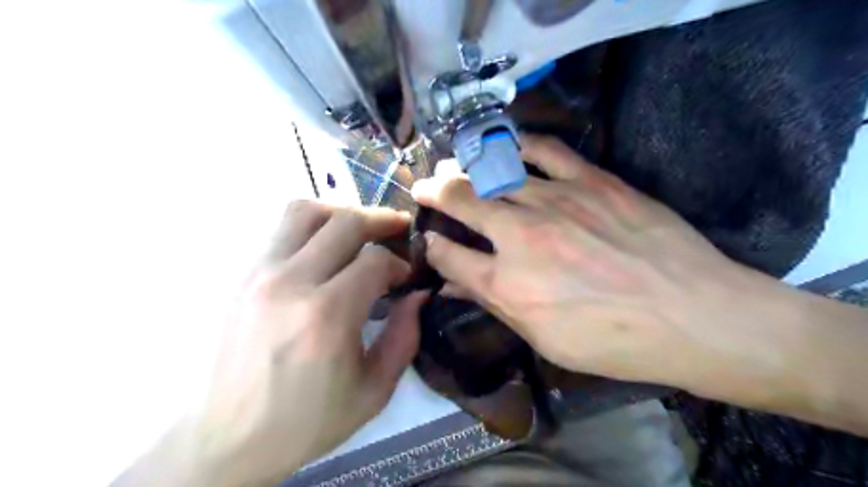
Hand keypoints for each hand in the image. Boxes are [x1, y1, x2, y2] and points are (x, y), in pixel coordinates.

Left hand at [191, 199, 426, 484]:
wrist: (229, 440)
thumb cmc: (307, 421)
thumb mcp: (374, 390)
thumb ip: (404, 336)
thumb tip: (418, 294)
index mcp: (327, 315)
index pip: (375, 261)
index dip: (399, 264)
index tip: (405, 279)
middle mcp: (290, 283)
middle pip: (345, 222)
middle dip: (380, 220)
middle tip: (398, 229)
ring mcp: (259, 274)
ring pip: (304, 211)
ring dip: (341, 213)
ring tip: (359, 231)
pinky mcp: (242, 277)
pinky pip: (281, 231)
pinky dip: (312, 228)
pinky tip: (326, 251)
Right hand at [412, 135, 749, 387]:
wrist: (692, 314)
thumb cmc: (613, 340)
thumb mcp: (544, 338)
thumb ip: (494, 305)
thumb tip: (453, 289)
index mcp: (507, 283)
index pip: (449, 256)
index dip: (433, 246)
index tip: (429, 240)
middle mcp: (520, 236)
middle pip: (460, 201)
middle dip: (433, 191)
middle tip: (423, 186)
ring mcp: (555, 201)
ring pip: (492, 171)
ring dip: (464, 166)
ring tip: (451, 164)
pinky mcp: (590, 180)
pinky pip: (543, 150)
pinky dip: (517, 144)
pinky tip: (505, 145)